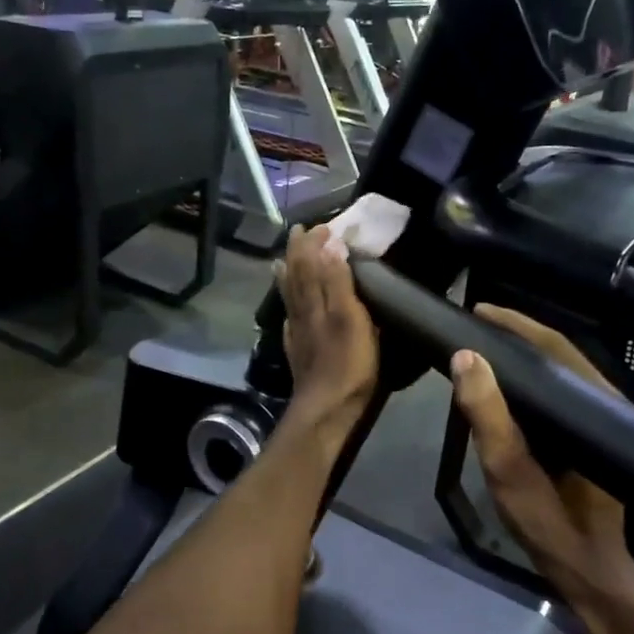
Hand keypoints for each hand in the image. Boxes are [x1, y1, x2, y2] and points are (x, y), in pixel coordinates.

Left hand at [277, 225, 378, 439]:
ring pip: (290, 296)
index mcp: (317, 301)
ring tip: (282, 259)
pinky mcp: (298, 350)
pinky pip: (290, 318)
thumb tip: (330, 246)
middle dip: (297, 252)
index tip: (322, 225)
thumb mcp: (351, 318)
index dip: (314, 244)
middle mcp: (303, 312)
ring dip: (288, 274)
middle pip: (296, 276)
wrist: (327, 407)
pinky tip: (289, 306)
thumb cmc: (348, 363)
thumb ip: (339, 282)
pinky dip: (289, 305)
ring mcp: (298, 332)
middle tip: (298, 232)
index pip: (311, 263)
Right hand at [450, 305, 633, 614]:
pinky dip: (533, 377)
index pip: (553, 346)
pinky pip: (562, 391)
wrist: (595, 575)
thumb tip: (466, 356)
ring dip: (525, 353)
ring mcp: (603, 420)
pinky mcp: (594, 436)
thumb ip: (488, 416)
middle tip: (474, 324)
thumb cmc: (553, 526)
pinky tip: (507, 382)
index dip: (515, 324)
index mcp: (593, 406)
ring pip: (562, 370)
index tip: (477, 311)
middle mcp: (605, 403)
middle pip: (560, 353)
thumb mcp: (511, 473)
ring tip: (484, 344)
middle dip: (517, 332)